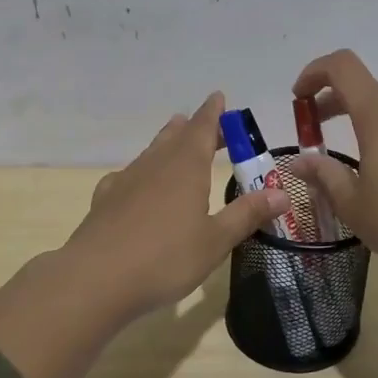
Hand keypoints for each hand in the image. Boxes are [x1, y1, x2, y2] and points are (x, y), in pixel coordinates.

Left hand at [0, 92, 288, 377]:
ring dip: (166, 142)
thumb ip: (246, 214)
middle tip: (207, 124)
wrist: (95, 279)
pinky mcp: (104, 200)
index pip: (202, 128)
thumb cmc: (165, 258)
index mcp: (185, 167)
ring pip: (151, 152)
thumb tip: (282, 193)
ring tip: (174, 135)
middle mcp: (155, 165)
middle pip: (176, 136)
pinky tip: (135, 183)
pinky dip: (140, 172)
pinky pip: (127, 175)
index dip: (213, 113)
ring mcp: (126, 181)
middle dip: (193, 127)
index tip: (219, 97)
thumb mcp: (215, 240)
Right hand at [287, 51, 377, 353]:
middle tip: (315, 130)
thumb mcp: (351, 203)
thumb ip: (323, 175)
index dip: (314, 73)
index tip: (298, 99)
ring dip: (361, 114)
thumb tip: (299, 162)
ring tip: (349, 150)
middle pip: (364, 85)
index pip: (342, 66)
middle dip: (333, 100)